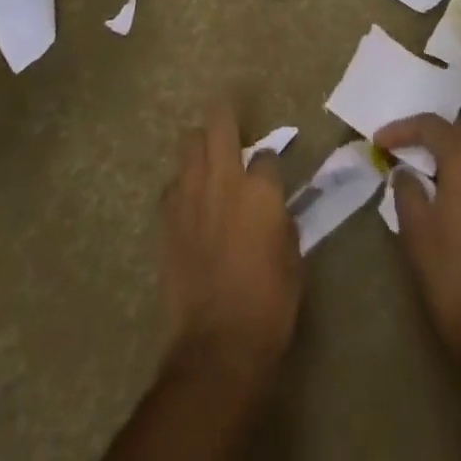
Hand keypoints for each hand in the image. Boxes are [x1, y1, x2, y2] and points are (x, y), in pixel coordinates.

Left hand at [158, 100, 302, 393]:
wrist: (216, 347)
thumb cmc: (268, 307)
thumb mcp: (293, 262)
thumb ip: (282, 223)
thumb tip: (274, 210)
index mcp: (261, 190)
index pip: (266, 154)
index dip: (269, 161)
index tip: (269, 171)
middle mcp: (223, 180)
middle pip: (220, 124)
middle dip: (225, 113)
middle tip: (229, 112)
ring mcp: (190, 195)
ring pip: (189, 143)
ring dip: (201, 144)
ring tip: (207, 154)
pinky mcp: (166, 217)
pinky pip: (173, 183)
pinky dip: (183, 183)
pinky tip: (189, 199)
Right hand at [375, 113, 460, 368]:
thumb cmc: (451, 276)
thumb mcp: (416, 229)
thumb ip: (406, 188)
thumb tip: (405, 171)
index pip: (432, 125)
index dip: (402, 128)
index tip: (378, 141)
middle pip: (459, 130)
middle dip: (429, 133)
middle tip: (401, 148)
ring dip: (448, 150)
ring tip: (421, 168)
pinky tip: (447, 191)